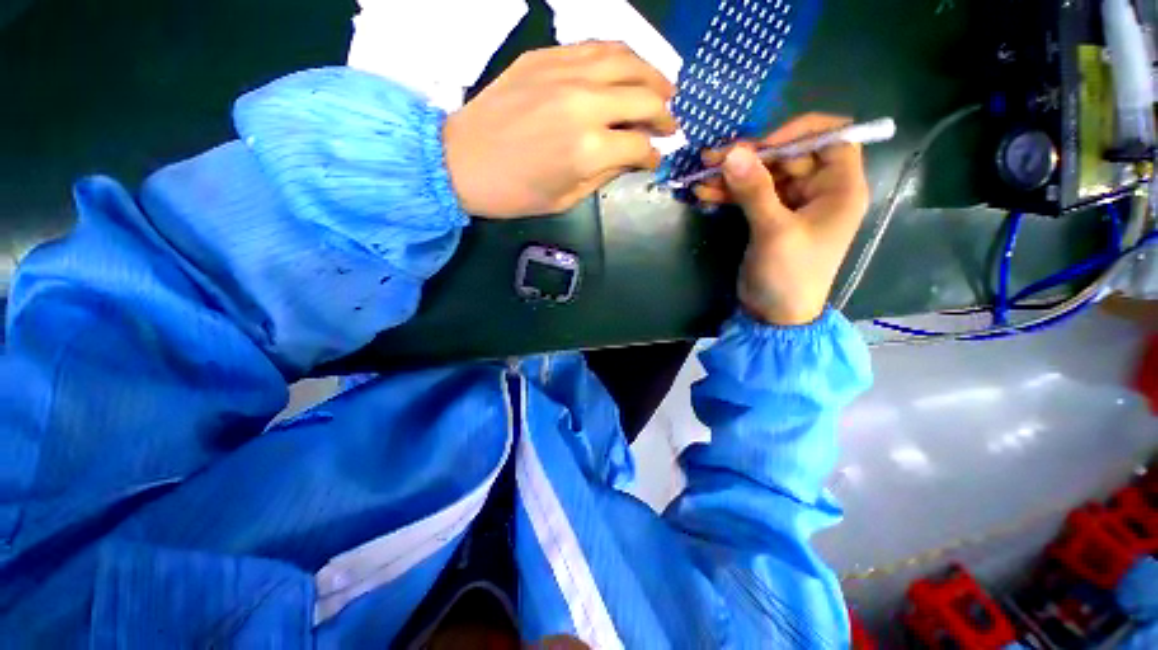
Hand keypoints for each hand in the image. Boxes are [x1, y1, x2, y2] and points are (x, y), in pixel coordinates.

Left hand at [443, 42, 676, 217]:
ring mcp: (564, 73)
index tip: (655, 157)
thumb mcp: (567, 198)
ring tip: (662, 88)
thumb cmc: (515, 193)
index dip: (653, 153)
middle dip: (664, 113)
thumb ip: (605, 174)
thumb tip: (631, 157)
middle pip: (644, 96)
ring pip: (626, 60)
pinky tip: (626, 68)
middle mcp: (585, 103)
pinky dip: (619, 56)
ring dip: (652, 74)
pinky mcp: (545, 57)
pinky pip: (595, 46)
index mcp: (590, 149)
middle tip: (669, 123)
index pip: (640, 144)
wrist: (462, 162)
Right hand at [695, 114, 869, 325]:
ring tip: (701, 175)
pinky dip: (729, 193)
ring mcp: (791, 204)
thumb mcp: (774, 231)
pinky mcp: (769, 217)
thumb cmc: (789, 275)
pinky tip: (705, 193)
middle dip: (751, 155)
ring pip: (764, 175)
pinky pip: (750, 195)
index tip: (762, 145)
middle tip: (714, 159)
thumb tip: (732, 152)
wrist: (774, 315)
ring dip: (733, 175)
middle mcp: (819, 190)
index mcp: (839, 187)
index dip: (798, 133)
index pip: (832, 138)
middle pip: (788, 156)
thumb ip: (755, 190)